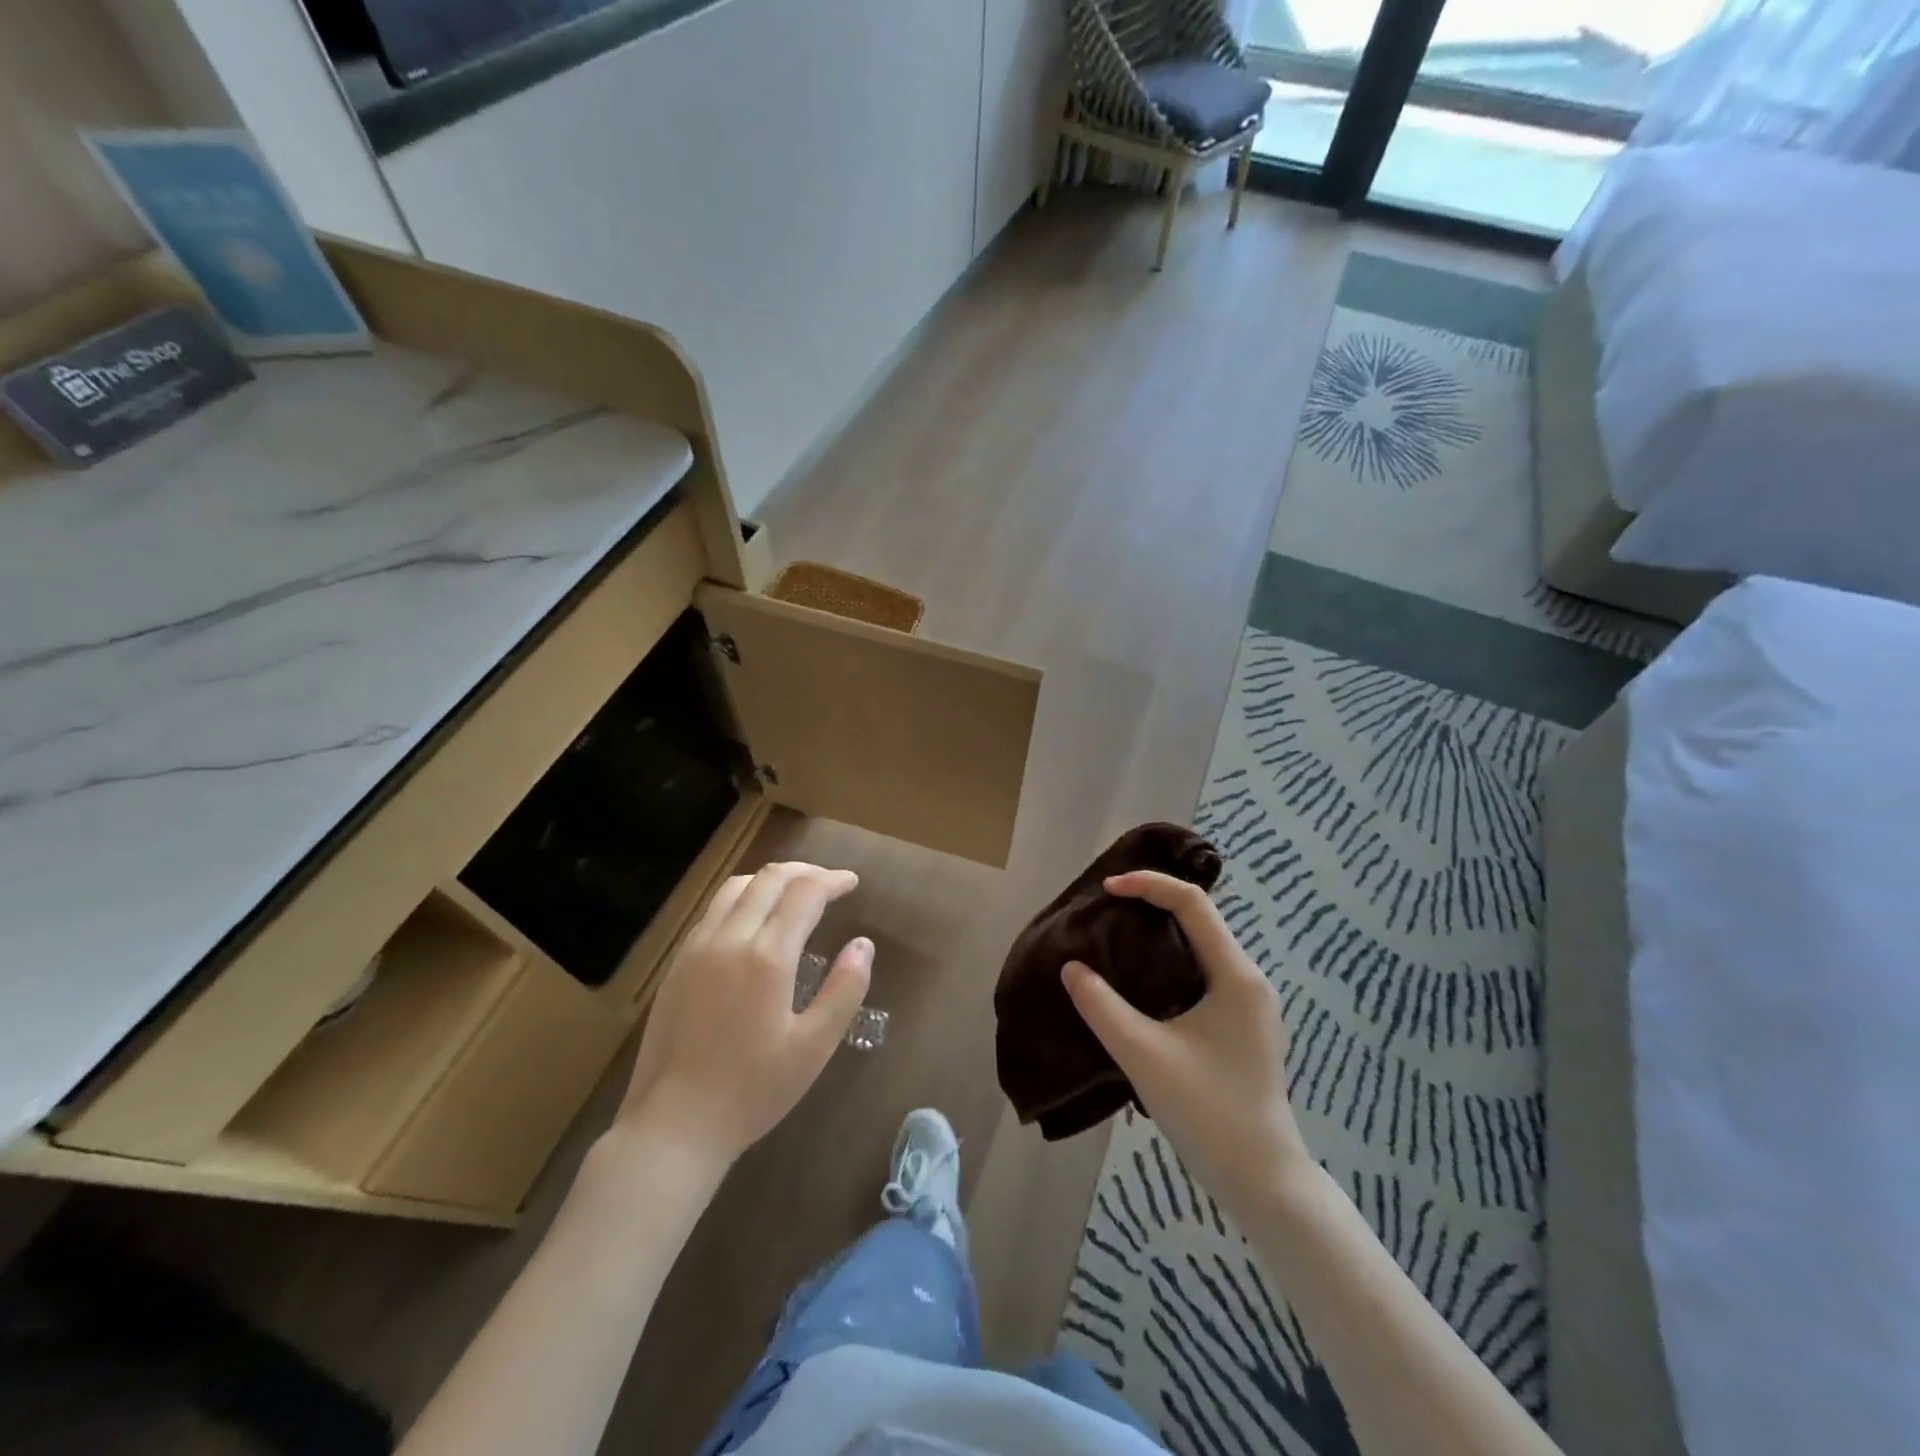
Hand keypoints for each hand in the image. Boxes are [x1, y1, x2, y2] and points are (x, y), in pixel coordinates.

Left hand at [622, 862, 872, 1168]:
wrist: (675, 1125)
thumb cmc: (753, 1091)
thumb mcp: (814, 1047)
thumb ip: (845, 990)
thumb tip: (863, 944)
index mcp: (767, 957)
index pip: (804, 893)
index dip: (832, 880)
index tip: (852, 883)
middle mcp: (728, 939)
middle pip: (769, 879)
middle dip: (805, 872)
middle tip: (830, 883)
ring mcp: (696, 948)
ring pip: (736, 887)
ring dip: (771, 879)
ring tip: (795, 892)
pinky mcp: (677, 964)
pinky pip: (713, 910)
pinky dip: (743, 897)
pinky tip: (754, 920)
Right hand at [1062, 871, 1310, 1213]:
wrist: (1263, 1180)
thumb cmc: (1208, 1112)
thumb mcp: (1144, 1055)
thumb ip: (1102, 1007)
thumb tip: (1071, 968)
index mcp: (1235, 975)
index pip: (1193, 904)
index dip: (1148, 885)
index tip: (1106, 889)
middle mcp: (1248, 979)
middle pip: (1199, 919)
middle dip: (1152, 903)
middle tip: (1106, 907)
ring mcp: (1248, 1003)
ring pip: (1200, 945)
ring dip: (1160, 932)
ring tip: (1116, 935)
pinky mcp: (1241, 1024)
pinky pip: (1202, 971)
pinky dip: (1169, 960)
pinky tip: (1140, 979)